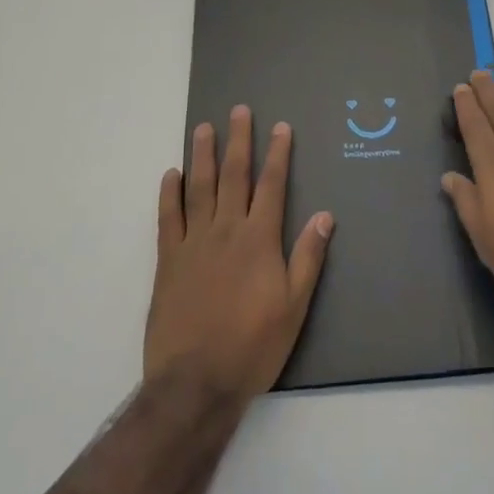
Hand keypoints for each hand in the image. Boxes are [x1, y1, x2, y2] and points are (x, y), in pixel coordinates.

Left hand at [145, 105, 333, 407]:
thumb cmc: (253, 346)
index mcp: (259, 239)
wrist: (196, 383)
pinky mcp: (168, 260)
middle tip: (239, 110)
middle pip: (234, 175)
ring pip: (199, 187)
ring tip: (204, 128)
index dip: (278, 154)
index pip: (272, 185)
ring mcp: (194, 242)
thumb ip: (307, 257)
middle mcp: (227, 230)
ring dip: (203, 155)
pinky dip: (169, 193)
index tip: (280, 127)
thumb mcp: (294, 307)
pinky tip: (172, 174)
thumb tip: (325, 215)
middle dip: (239, 140)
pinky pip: (168, 217)